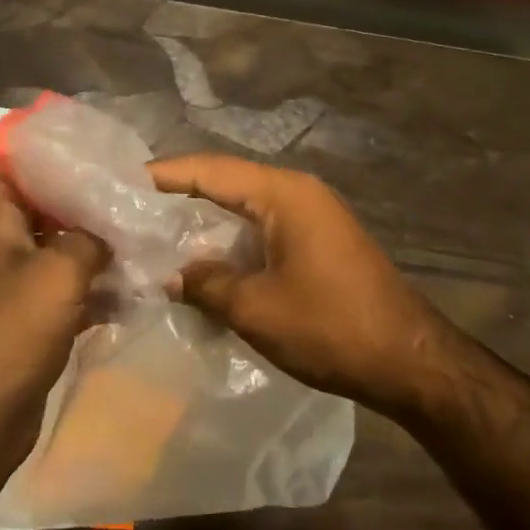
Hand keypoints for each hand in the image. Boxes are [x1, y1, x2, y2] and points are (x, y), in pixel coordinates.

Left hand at [0, 166, 107, 475]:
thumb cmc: (13, 331)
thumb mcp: (59, 272)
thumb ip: (90, 238)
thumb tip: (112, 227)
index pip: (4, 167)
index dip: (35, 149)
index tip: (81, 142)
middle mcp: (3, 247)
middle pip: (40, 207)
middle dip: (81, 196)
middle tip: (127, 187)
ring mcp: (18, 285)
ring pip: (60, 248)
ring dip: (95, 243)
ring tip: (140, 230)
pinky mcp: (35, 318)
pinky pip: (70, 289)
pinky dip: (97, 286)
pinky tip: (135, 286)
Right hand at [148, 154, 452, 419]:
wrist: (409, 360)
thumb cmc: (329, 327)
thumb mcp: (255, 308)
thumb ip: (206, 284)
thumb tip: (172, 274)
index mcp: (283, 194)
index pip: (209, 170)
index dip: (163, 175)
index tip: (120, 184)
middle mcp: (298, 193)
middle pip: (226, 182)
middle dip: (179, 196)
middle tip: (130, 211)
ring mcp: (313, 216)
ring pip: (244, 207)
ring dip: (204, 221)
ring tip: (156, 236)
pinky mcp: (319, 242)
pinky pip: (263, 229)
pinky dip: (231, 240)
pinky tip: (204, 262)